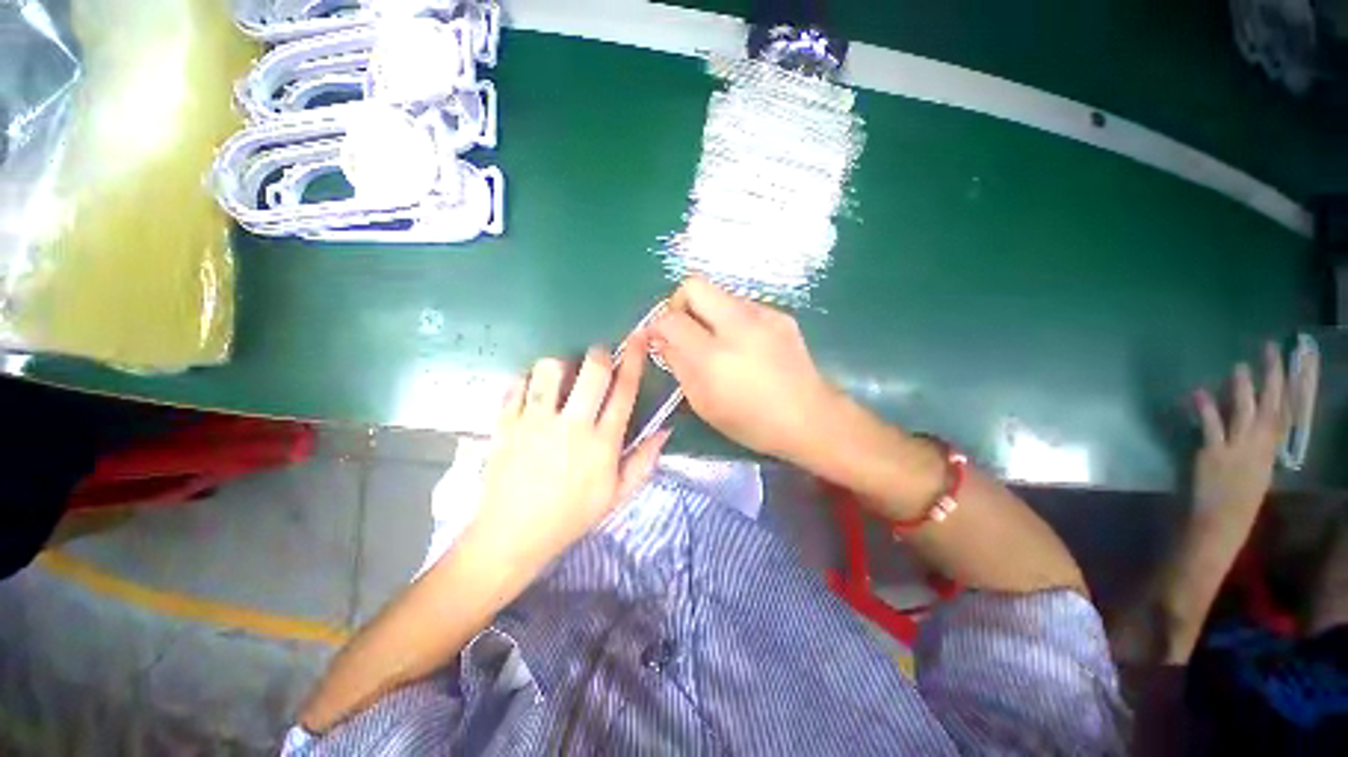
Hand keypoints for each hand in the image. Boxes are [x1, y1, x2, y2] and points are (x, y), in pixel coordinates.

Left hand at [463, 343, 667, 572]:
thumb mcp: (617, 496)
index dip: (634, 360)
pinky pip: (517, 385)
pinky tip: (532, 391)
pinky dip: (527, 381)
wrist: (512, 536)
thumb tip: (664, 430)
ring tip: (562, 376)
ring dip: (561, 365)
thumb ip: (644, 461)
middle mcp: (572, 426)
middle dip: (600, 354)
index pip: (625, 391)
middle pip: (592, 371)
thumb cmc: (571, 516)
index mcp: (603, 443)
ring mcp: (536, 423)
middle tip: (599, 357)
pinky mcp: (506, 424)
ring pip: (550, 370)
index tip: (637, 338)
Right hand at [648, 277, 838, 462]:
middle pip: (694, 285)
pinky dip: (732, 319)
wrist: (810, 418)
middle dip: (679, 303)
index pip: (671, 319)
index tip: (656, 336)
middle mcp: (737, 326)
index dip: (656, 325)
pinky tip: (744, 344)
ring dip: (707, 311)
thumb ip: (678, 365)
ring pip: (720, 293)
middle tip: (683, 329)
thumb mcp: (704, 402)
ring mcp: (763, 315)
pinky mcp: (780, 315)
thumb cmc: (752, 421)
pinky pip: (744, 305)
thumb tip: (661, 340)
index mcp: (713, 356)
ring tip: (715, 341)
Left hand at [1190, 342, 1286, 544]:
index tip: (1300, 363)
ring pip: (1244, 413)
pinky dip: (1205, 410)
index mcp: (1270, 454)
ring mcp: (1236, 452)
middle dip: (1274, 378)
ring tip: (1239, 365)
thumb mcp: (1252, 474)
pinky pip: (1210, 428)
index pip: (1288, 414)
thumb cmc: (1233, 506)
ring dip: (1242, 388)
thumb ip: (1251, 449)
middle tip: (1272, 349)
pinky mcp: (1212, 456)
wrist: (1217, 530)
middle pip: (1271, 407)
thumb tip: (1246, 424)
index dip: (1294, 388)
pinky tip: (1199, 392)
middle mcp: (1259, 450)